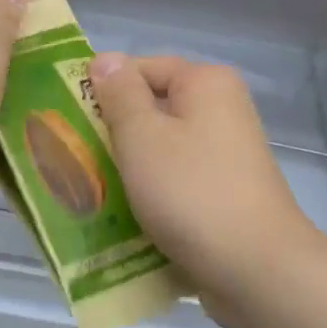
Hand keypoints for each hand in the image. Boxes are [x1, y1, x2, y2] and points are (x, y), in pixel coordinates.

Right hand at [89, 53, 326, 315]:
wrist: (256, 268)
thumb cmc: (191, 192)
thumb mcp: (142, 137)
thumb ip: (120, 94)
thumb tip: (106, 59)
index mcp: (207, 84)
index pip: (141, 68)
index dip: (103, 90)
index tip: (70, 122)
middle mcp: (223, 110)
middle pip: (153, 110)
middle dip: (113, 134)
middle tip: (75, 159)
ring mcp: (228, 154)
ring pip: (163, 150)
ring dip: (130, 169)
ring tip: (93, 192)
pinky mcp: (226, 192)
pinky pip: (178, 181)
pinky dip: (154, 194)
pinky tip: (125, 218)